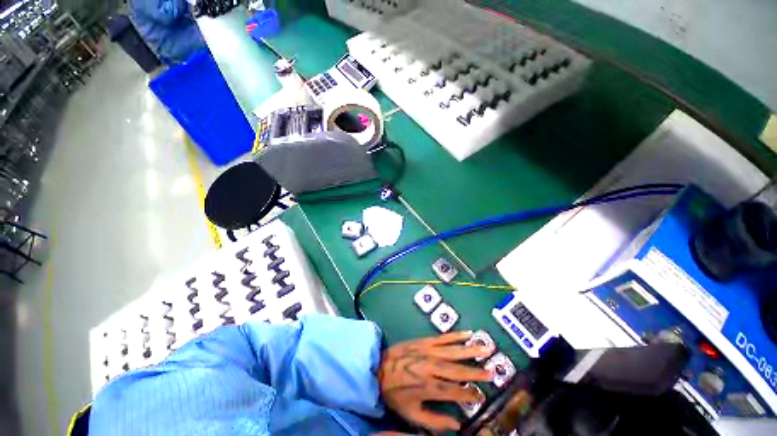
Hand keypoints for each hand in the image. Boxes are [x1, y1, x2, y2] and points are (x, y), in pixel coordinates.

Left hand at [378, 331, 494, 431]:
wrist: (379, 367)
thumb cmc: (395, 393)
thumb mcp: (412, 414)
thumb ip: (435, 421)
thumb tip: (457, 426)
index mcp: (428, 387)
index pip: (454, 392)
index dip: (469, 394)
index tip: (482, 395)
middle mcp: (431, 367)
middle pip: (457, 370)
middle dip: (476, 372)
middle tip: (492, 372)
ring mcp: (428, 351)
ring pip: (453, 351)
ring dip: (471, 350)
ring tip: (487, 348)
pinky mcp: (424, 341)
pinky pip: (442, 337)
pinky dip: (456, 335)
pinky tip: (467, 333)